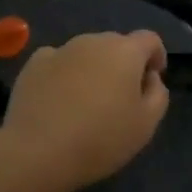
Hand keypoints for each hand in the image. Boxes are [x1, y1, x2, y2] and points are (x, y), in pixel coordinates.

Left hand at [0, 31, 169, 191]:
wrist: (37, 151)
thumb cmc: (100, 139)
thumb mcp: (146, 125)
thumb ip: (157, 94)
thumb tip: (149, 77)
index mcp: (124, 51)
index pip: (149, 39)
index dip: (156, 56)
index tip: (151, 80)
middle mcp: (93, 41)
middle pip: (116, 44)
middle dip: (123, 64)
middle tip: (119, 98)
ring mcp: (60, 50)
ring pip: (86, 53)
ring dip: (93, 69)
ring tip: (86, 102)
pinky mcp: (33, 64)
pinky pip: (58, 62)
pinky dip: (64, 75)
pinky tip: (58, 101)